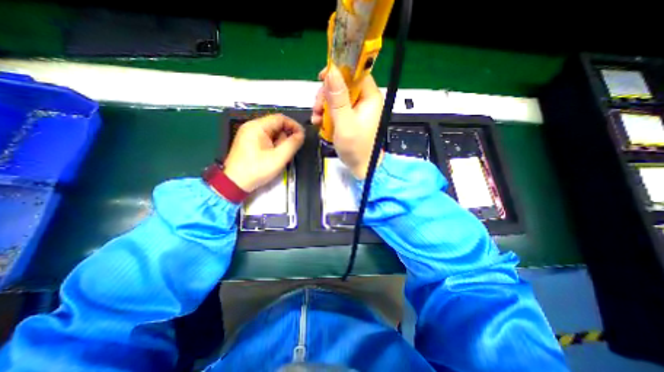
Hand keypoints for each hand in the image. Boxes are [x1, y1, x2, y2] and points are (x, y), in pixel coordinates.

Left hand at [225, 114, 304, 192]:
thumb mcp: (278, 158)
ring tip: (283, 155)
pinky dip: (275, 145)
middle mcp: (252, 127)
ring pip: (272, 133)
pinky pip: (267, 139)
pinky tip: (276, 156)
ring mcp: (250, 135)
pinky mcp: (250, 143)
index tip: (302, 136)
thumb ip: (292, 144)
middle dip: (287, 136)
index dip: (294, 125)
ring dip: (281, 142)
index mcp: (257, 127)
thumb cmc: (257, 170)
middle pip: (276, 125)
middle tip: (293, 149)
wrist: (235, 184)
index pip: (280, 118)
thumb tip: (302, 134)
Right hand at [312, 63, 383, 178]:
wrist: (359, 166)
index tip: (321, 78)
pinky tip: (319, 123)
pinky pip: (335, 108)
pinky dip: (326, 114)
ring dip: (323, 106)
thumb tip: (331, 71)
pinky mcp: (350, 116)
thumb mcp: (345, 124)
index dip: (339, 71)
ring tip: (317, 119)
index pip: (356, 73)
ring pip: (336, 96)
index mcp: (369, 98)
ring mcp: (356, 109)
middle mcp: (364, 100)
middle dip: (326, 95)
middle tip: (317, 108)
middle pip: (343, 84)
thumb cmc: (355, 148)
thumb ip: (338, 99)